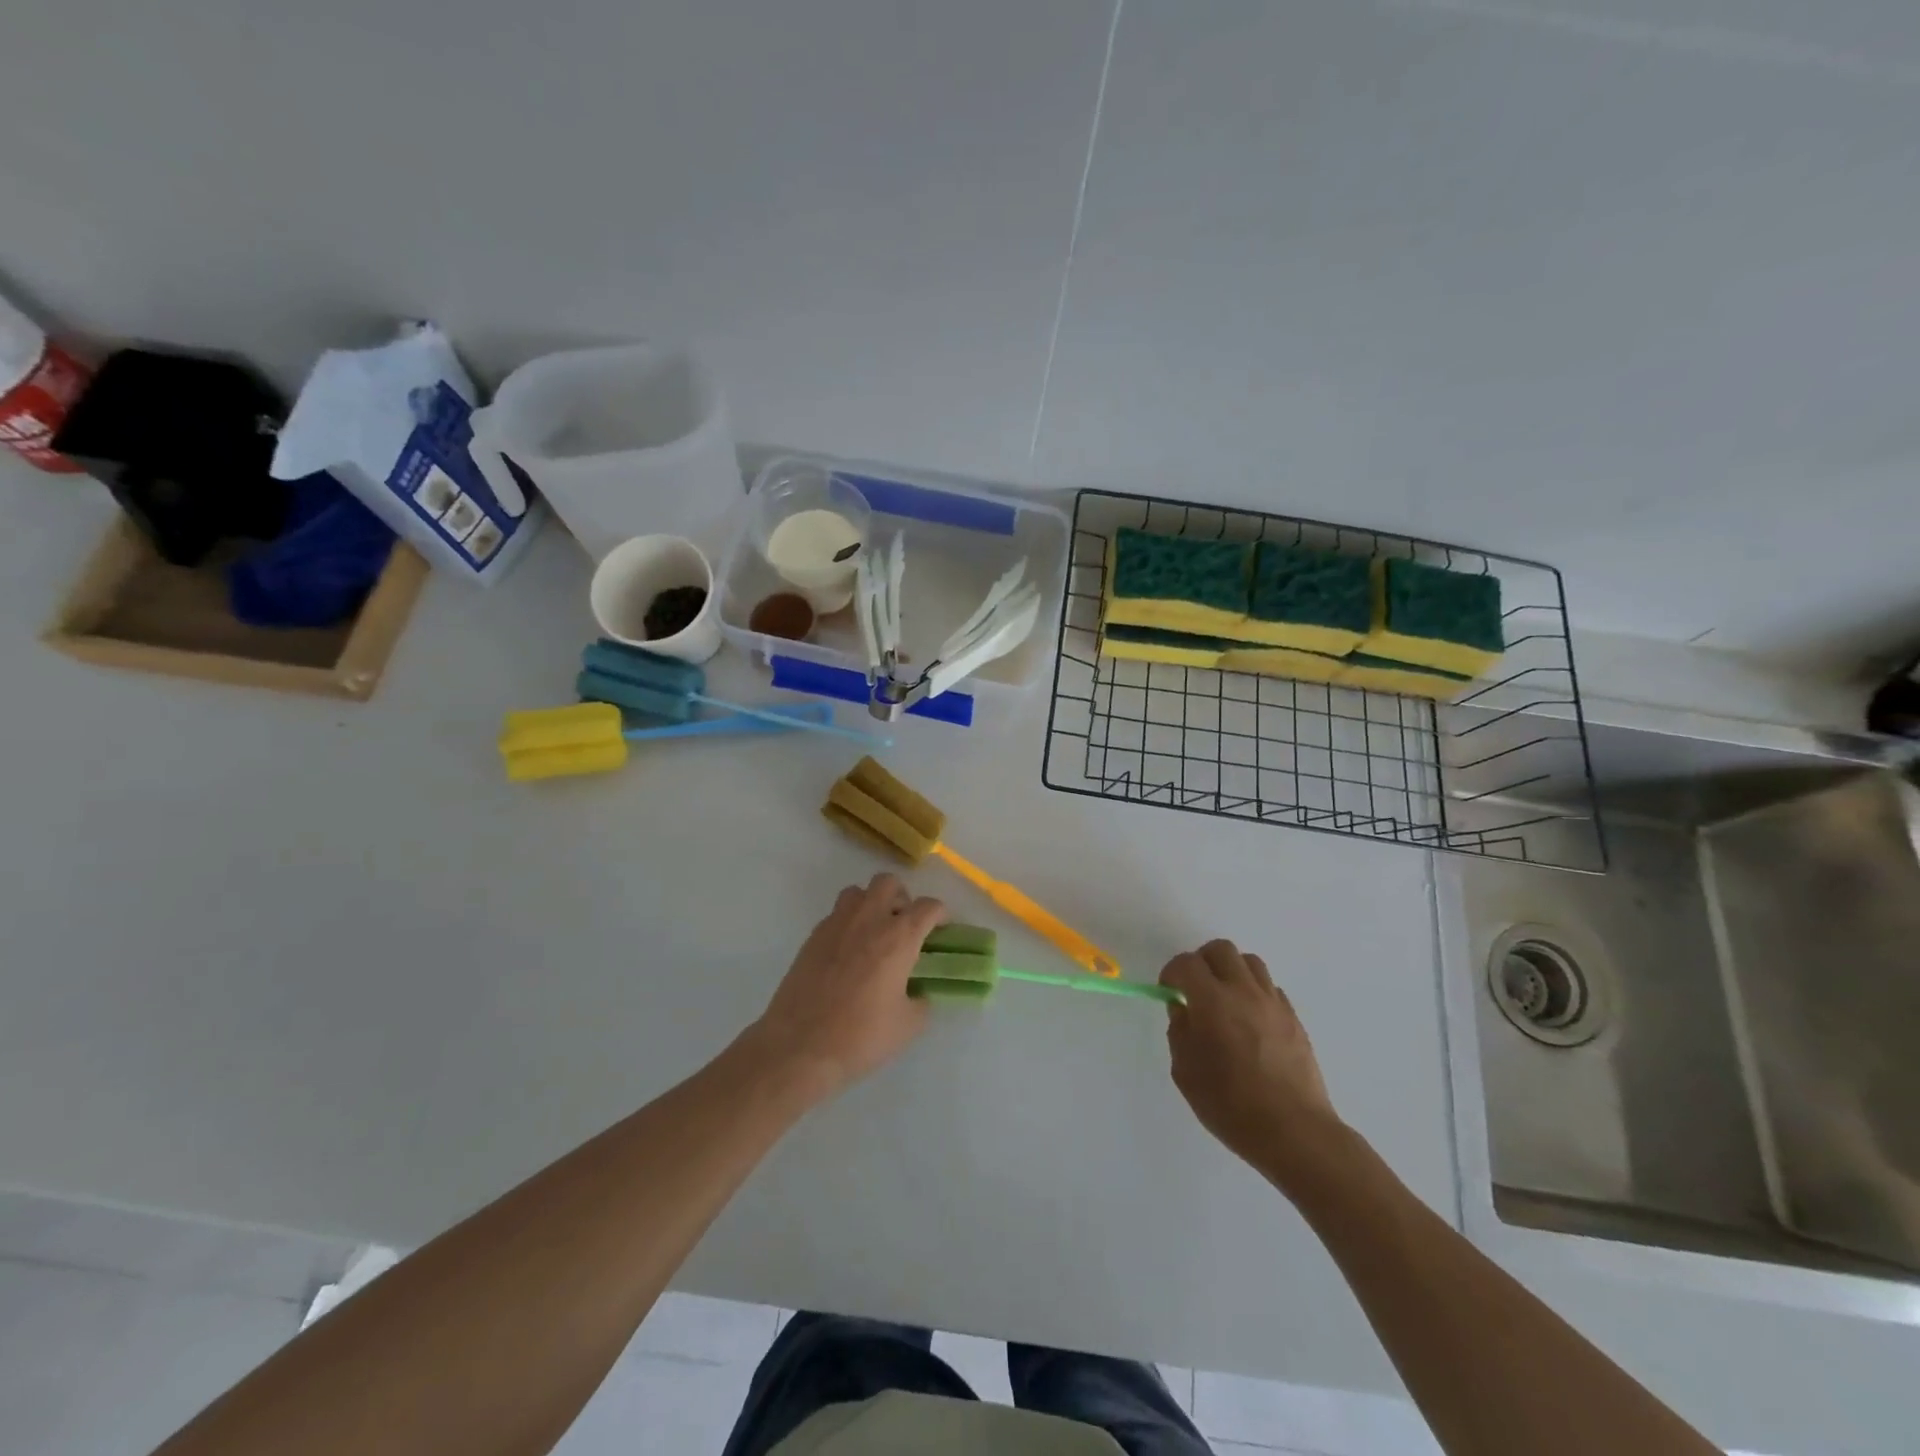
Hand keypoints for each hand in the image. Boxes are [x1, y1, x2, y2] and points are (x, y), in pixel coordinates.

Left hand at [748, 874, 947, 1096]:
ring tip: (874, 933)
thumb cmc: (860, 1035)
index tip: (940, 930)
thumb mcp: (907, 1025)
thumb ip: (921, 1001)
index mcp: (898, 937)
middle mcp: (869, 919)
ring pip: (858, 892)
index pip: (928, 906)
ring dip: (871, 904)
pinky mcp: (813, 936)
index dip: (940, 914)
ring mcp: (837, 924)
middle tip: (904, 926)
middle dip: (902, 898)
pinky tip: (848, 952)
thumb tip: (919, 993)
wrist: (799, 1046)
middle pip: (888, 883)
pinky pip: (836, 914)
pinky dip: (848, 923)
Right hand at [1160, 939, 1344, 1188]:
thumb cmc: (1231, 1106)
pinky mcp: (1294, 1018)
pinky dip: (1253, 992)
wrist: (1294, 1132)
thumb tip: (1182, 1010)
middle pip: (1220, 950)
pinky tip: (1249, 1020)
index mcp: (1212, 1002)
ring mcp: (1273, 1003)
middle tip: (1194, 989)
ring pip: (1249, 962)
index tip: (1169, 991)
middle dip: (1201, 962)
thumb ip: (1179, 1032)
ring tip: (1224, 1000)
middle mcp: (1244, 992)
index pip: (1186, 963)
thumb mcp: (1186, 1073)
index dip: (1172, 972)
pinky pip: (1270, 988)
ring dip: (1230, 972)